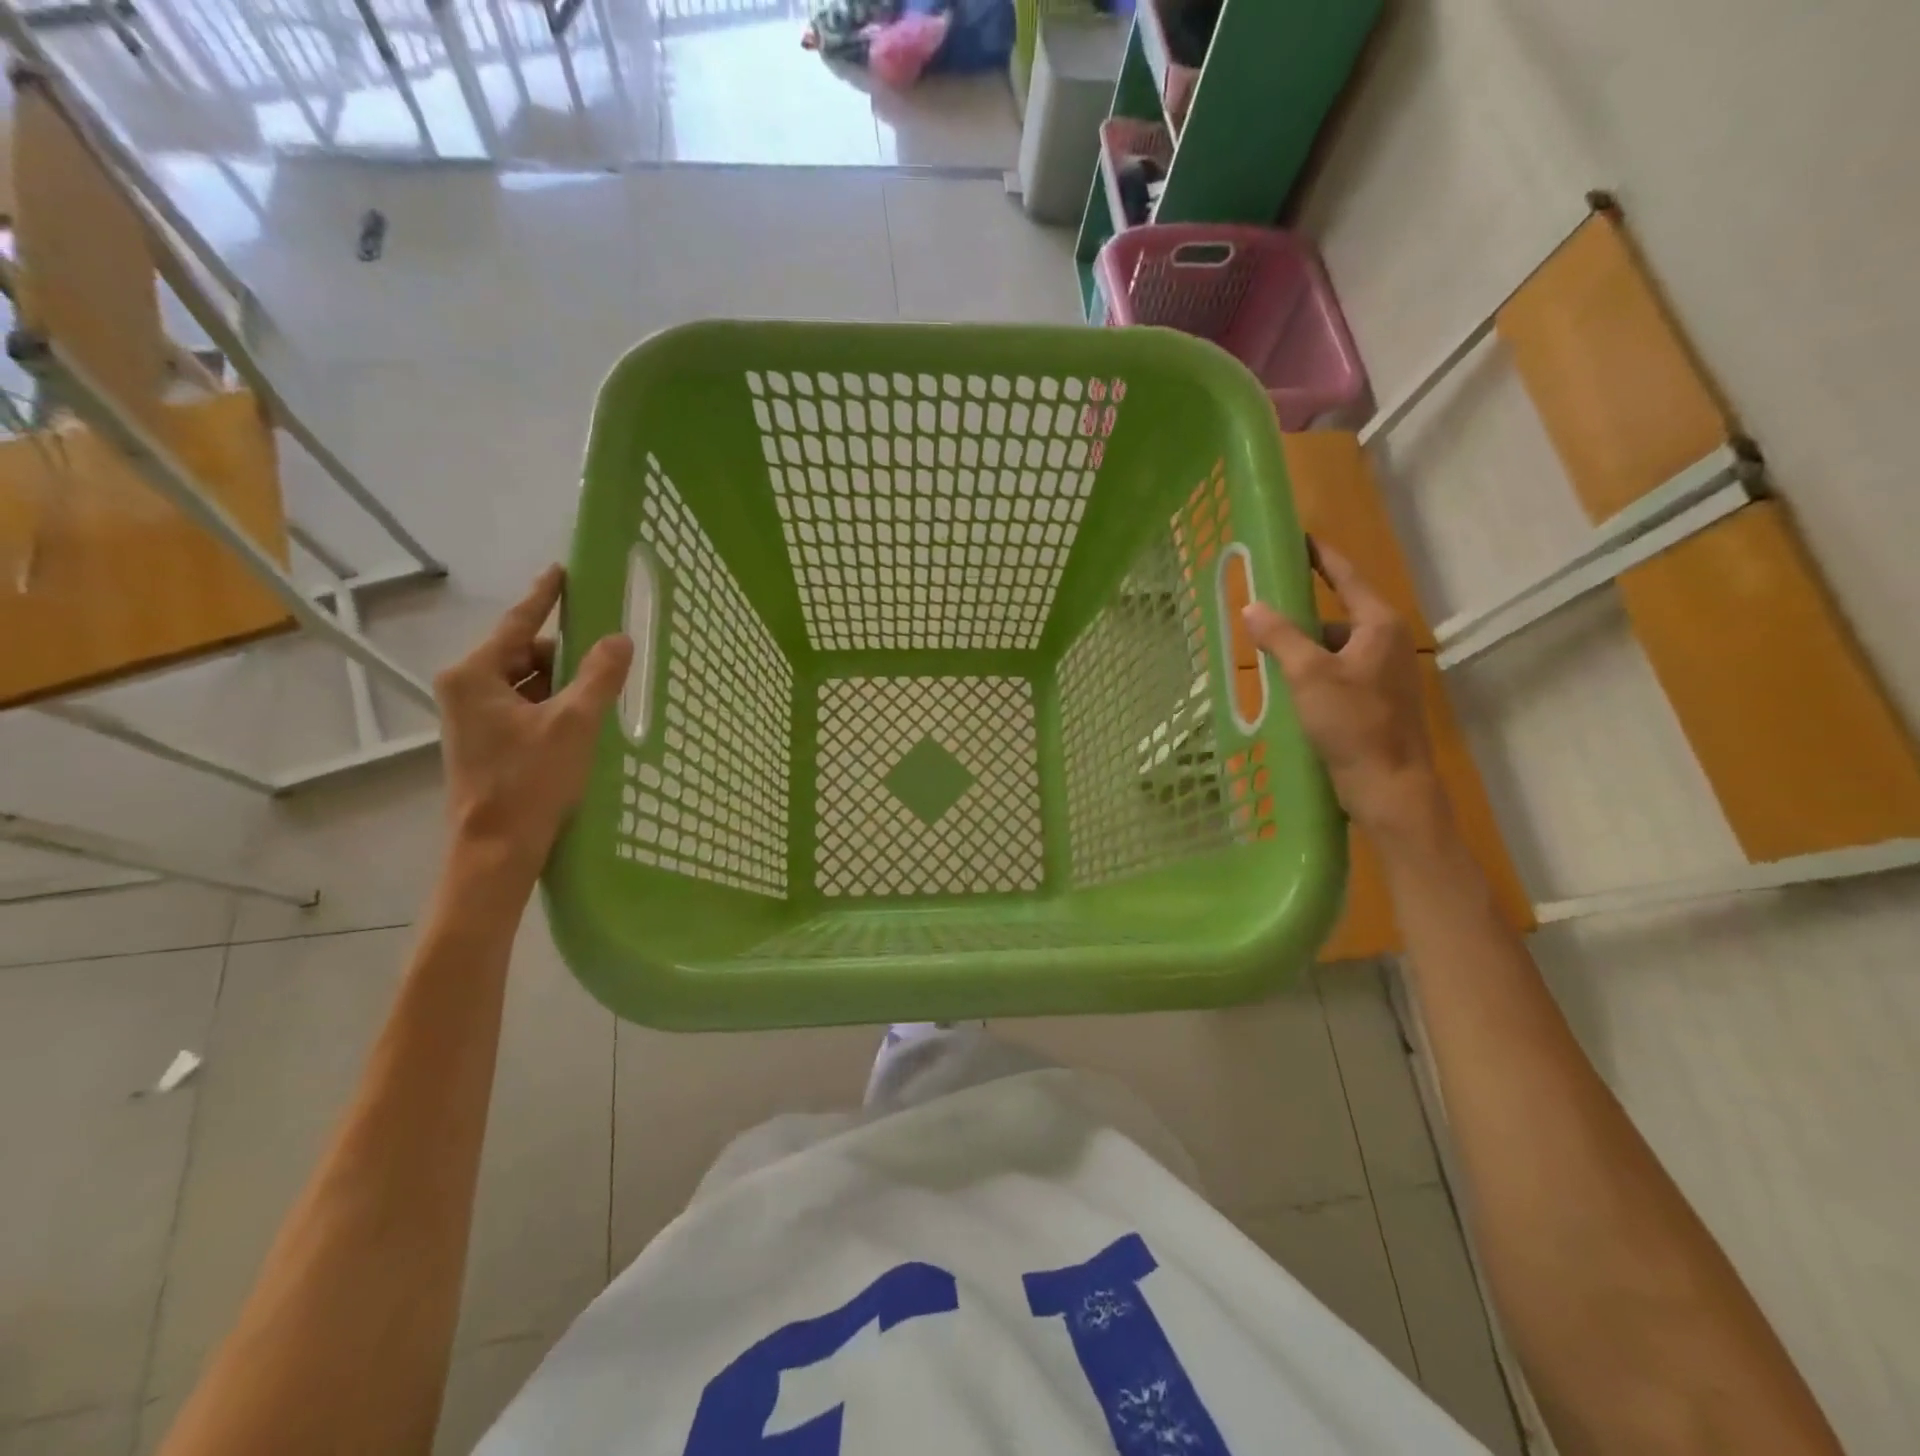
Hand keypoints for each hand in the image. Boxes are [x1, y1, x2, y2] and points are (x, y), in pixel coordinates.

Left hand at [434, 566, 632, 878]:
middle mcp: (468, 688)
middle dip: (567, 652)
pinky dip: (558, 704)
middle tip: (610, 650)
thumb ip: (599, 676)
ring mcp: (476, 716)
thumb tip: (619, 639)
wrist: (497, 848)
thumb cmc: (529, 781)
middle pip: (526, 653)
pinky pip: (529, 705)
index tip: (562, 569)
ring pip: (530, 681)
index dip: (544, 596)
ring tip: (606, 686)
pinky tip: (589, 714)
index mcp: (475, 675)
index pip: (517, 622)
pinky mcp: (490, 740)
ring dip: (566, 681)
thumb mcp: (573, 723)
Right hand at [1241, 540, 1446, 839]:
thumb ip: (1280, 637)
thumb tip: (1252, 606)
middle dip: (1301, 615)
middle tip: (1262, 612)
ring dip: (1304, 651)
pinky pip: (1338, 673)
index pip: (1346, 576)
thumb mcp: (1309, 675)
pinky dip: (1313, 674)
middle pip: (1338, 615)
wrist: (1389, 786)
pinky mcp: (1377, 701)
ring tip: (1266, 659)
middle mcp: (1388, 643)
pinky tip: (1288, 690)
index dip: (1319, 556)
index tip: (1296, 537)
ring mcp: (1384, 674)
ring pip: (1335, 649)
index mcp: (1379, 626)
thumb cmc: (1353, 723)